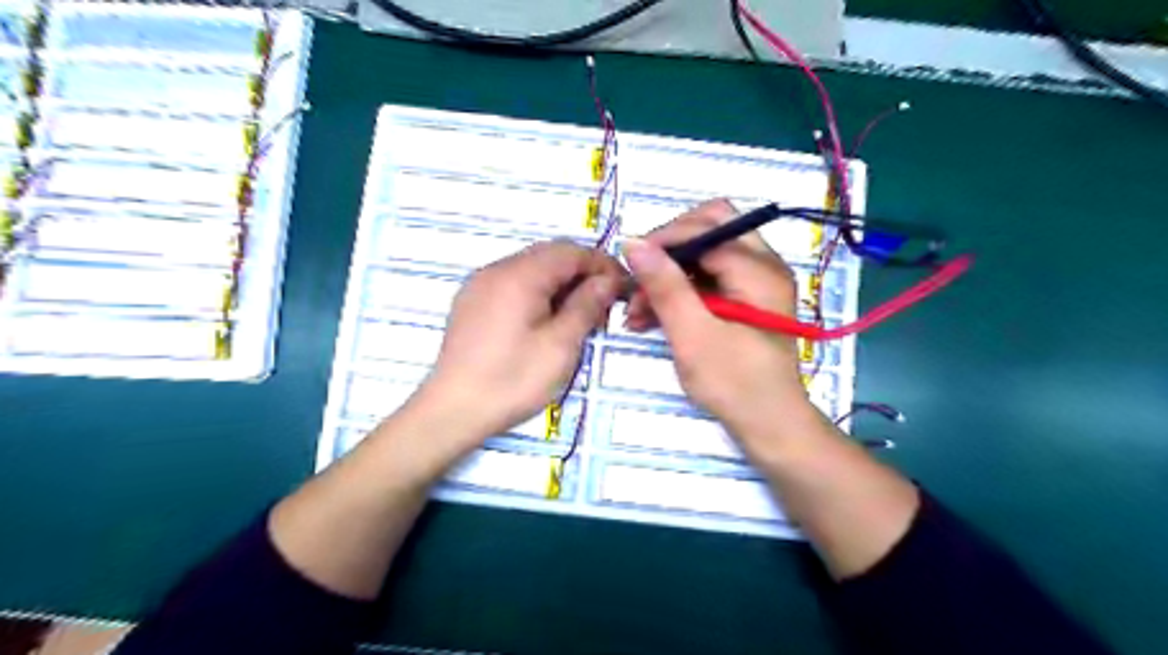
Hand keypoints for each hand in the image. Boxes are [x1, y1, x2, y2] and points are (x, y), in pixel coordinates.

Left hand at [417, 241, 625, 445]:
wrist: (452, 410)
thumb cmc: (512, 379)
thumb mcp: (560, 345)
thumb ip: (586, 306)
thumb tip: (607, 281)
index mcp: (519, 275)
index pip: (570, 251)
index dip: (601, 264)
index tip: (623, 287)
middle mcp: (496, 269)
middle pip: (549, 255)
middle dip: (582, 273)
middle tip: (603, 304)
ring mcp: (480, 284)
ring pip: (531, 269)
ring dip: (560, 283)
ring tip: (578, 315)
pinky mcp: (472, 302)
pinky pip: (513, 283)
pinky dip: (538, 292)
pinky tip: (546, 320)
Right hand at [621, 198, 813, 442]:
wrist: (770, 425)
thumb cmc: (734, 384)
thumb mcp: (693, 336)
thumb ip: (666, 286)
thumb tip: (633, 242)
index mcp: (759, 270)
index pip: (706, 228)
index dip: (664, 240)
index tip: (631, 266)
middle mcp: (764, 265)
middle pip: (710, 229)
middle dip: (669, 251)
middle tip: (640, 279)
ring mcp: (757, 282)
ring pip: (705, 255)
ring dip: (670, 274)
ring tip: (637, 310)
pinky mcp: (746, 299)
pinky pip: (709, 278)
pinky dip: (681, 291)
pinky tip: (653, 317)